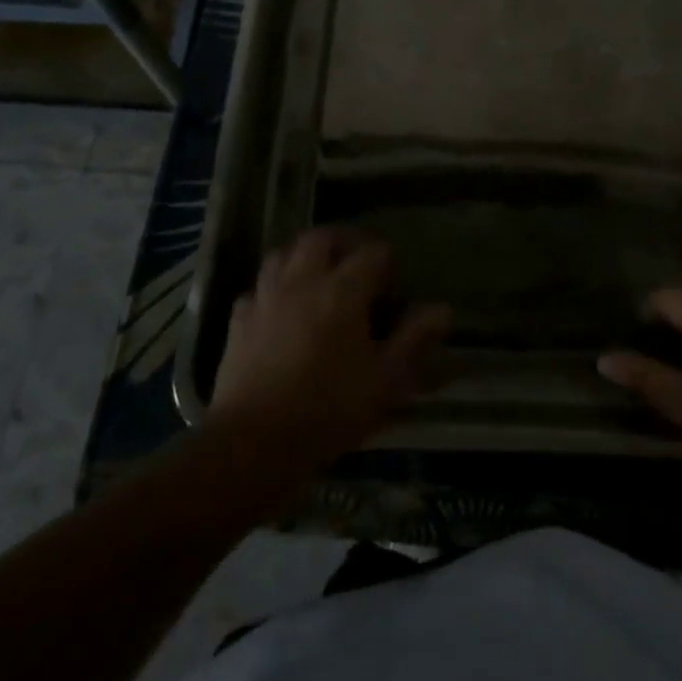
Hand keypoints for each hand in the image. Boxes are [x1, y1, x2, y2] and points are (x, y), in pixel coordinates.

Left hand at [209, 229, 450, 467]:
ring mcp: (266, 297)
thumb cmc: (328, 410)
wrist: (253, 443)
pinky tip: (280, 311)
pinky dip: (272, 289)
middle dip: (343, 244)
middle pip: (322, 238)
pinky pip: (258, 288)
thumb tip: (442, 309)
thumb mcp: (385, 381)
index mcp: (343, 290)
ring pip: (284, 253)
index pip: (373, 251)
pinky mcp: (238, 320)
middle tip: (356, 268)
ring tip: (318, 280)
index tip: (394, 287)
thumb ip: (414, 339)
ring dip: (303, 258)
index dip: (388, 262)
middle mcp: (303, 280)